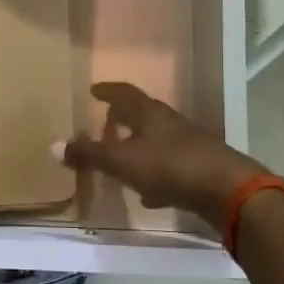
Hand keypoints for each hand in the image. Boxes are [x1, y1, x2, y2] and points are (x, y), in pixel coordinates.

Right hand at [56, 82, 269, 225]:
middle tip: (105, 124)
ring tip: (120, 159)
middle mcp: (170, 123)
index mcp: (150, 113)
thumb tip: (54, 145)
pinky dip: (154, 175)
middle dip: (123, 119)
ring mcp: (189, 146)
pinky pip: (169, 167)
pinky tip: (148, 193)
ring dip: (138, 147)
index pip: (125, 94)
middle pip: (143, 116)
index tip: (94, 90)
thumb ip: (90, 154)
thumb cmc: (171, 166)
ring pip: (156, 142)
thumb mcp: (123, 161)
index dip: (108, 91)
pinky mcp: (200, 170)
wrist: (229, 191)